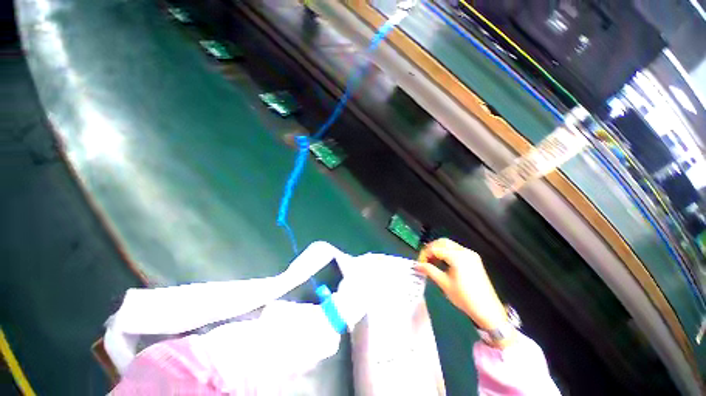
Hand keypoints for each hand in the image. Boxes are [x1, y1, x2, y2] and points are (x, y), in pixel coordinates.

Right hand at [415, 239, 507, 332]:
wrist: (488, 310)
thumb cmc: (464, 298)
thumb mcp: (444, 283)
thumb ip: (429, 270)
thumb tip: (417, 265)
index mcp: (457, 256)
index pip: (435, 248)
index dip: (424, 254)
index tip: (419, 263)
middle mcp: (464, 251)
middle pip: (442, 242)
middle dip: (431, 249)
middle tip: (424, 260)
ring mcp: (470, 254)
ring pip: (449, 245)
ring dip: (438, 250)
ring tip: (432, 262)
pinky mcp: (474, 259)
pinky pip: (456, 250)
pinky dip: (447, 253)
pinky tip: (442, 263)